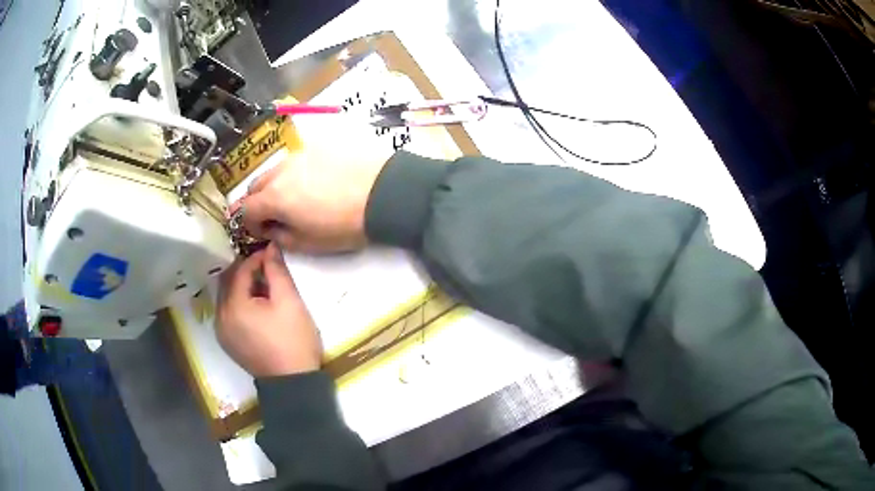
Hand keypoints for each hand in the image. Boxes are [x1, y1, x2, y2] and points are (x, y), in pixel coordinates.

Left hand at [216, 243, 321, 376]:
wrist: (293, 383)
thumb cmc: (293, 341)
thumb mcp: (289, 302)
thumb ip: (277, 271)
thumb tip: (270, 247)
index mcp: (233, 306)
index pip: (239, 270)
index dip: (256, 258)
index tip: (272, 255)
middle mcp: (220, 316)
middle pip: (228, 281)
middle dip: (246, 271)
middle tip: (267, 269)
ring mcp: (221, 331)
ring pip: (226, 297)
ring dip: (241, 287)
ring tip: (263, 289)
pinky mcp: (227, 342)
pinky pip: (227, 312)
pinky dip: (238, 303)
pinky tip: (256, 308)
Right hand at [241, 145, 389, 252]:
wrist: (382, 193)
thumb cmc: (343, 225)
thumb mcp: (308, 243)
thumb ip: (280, 237)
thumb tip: (272, 229)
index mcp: (273, 197)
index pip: (246, 209)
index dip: (250, 224)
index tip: (265, 232)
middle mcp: (280, 170)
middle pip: (255, 185)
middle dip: (259, 202)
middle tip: (278, 215)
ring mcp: (300, 154)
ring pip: (275, 170)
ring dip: (277, 185)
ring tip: (299, 197)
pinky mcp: (319, 145)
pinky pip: (298, 160)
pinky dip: (297, 172)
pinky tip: (318, 181)